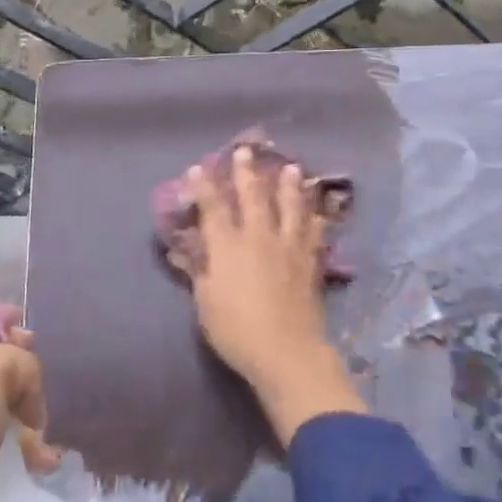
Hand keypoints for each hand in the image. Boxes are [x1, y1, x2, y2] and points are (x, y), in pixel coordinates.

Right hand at [181, 146, 365, 446]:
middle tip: (245, 150)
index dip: (204, 186)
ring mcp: (288, 248)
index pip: (213, 208)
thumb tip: (182, 250)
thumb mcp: (205, 302)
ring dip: (289, 186)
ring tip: (292, 168)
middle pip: (253, 197)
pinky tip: (319, 212)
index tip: (197, 167)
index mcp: (228, 246)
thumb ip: (197, 271)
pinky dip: (315, 219)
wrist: (286, 351)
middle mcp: (258, 238)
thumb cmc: (235, 330)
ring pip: (290, 207)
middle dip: (246, 173)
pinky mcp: (309, 263)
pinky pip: (313, 233)